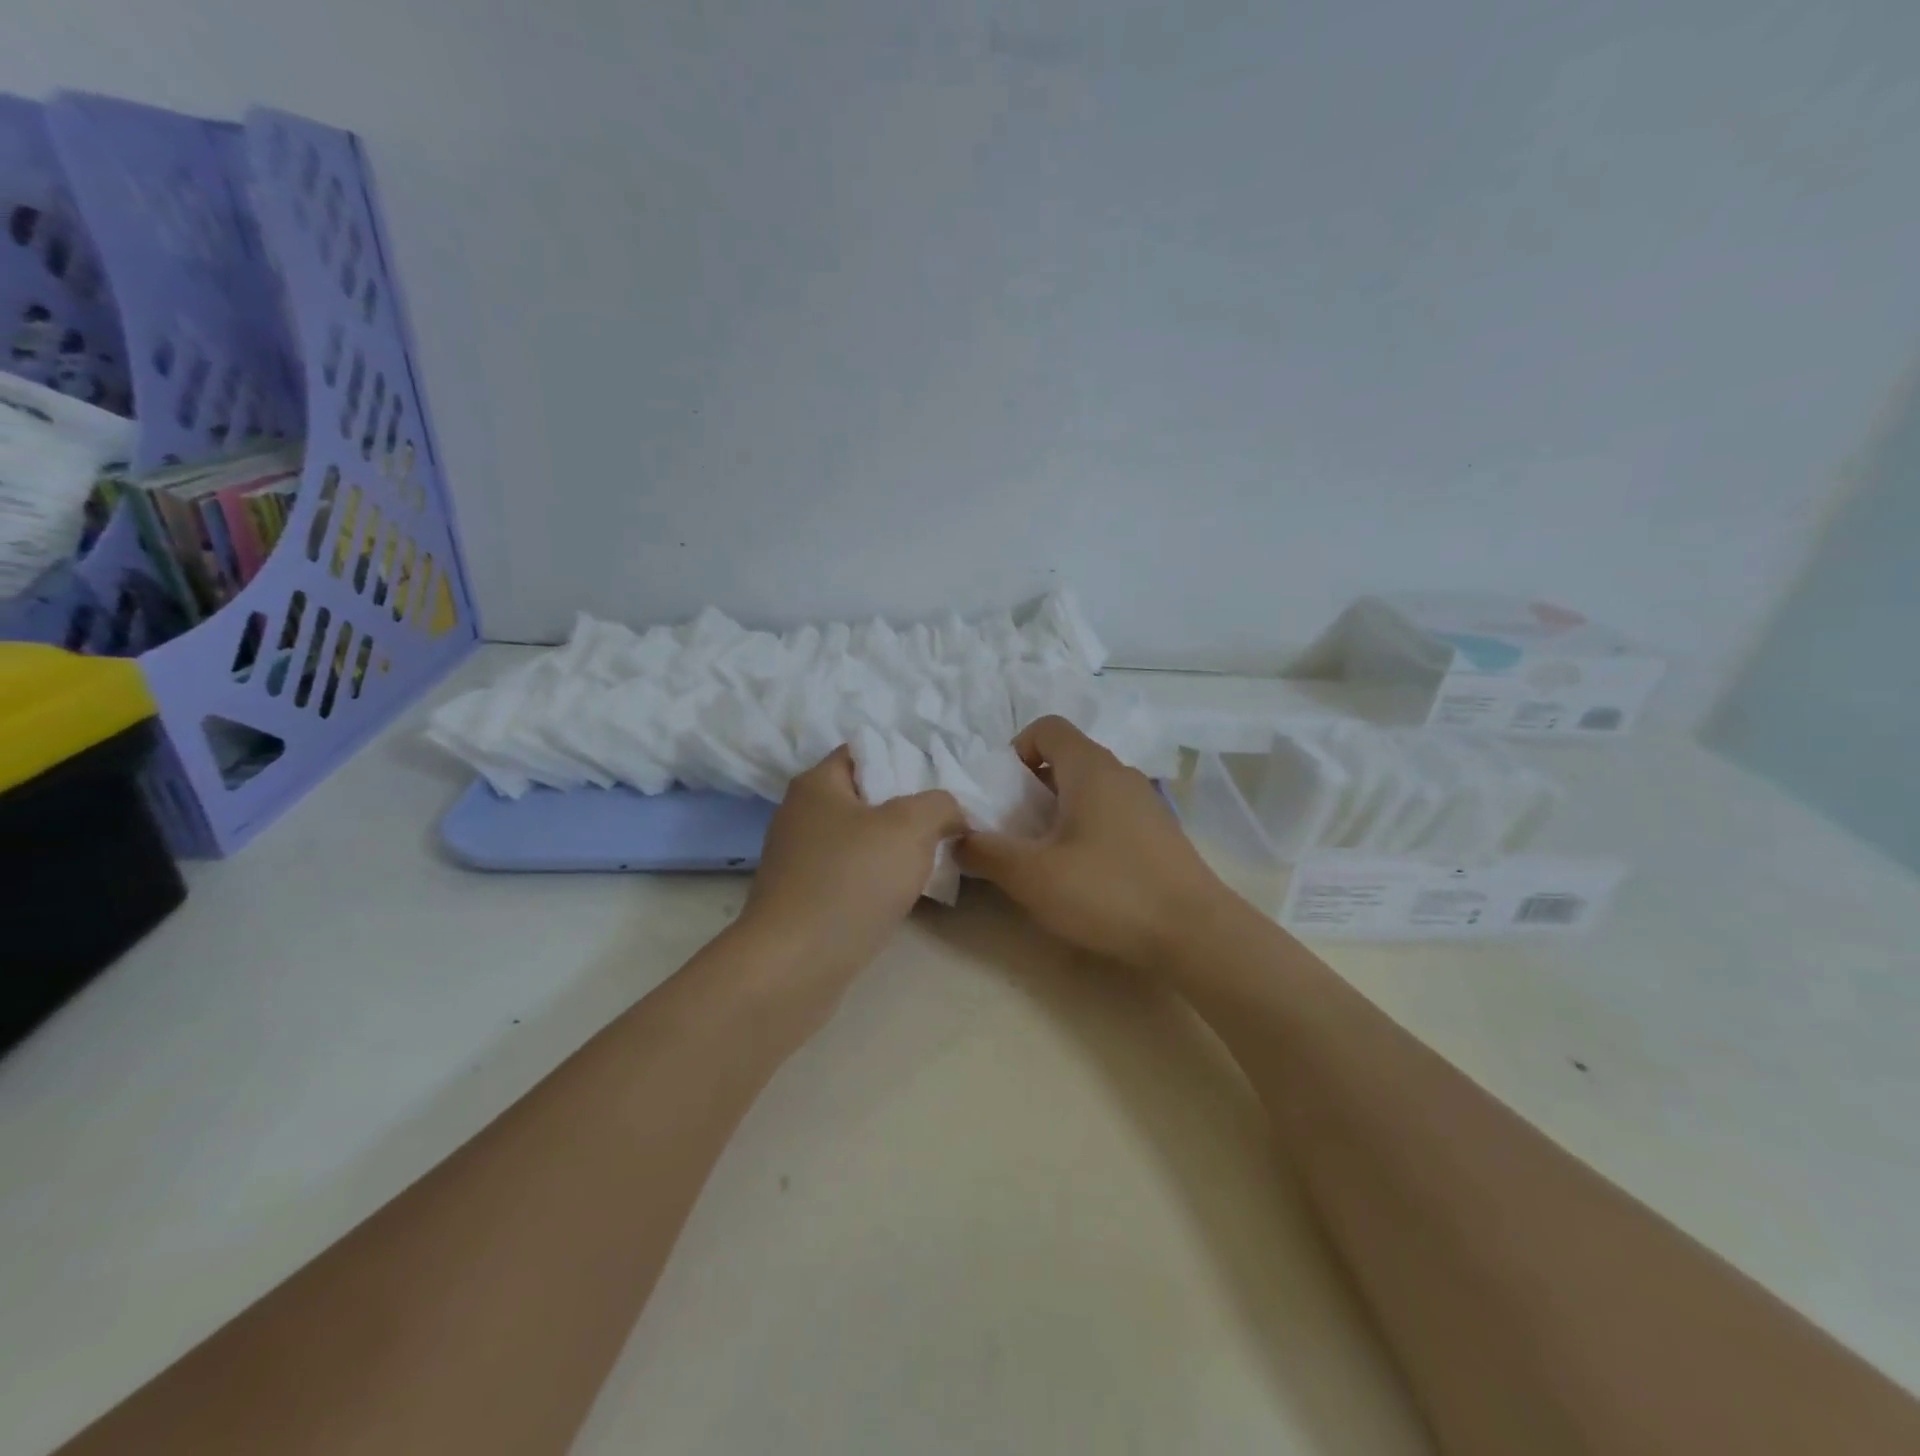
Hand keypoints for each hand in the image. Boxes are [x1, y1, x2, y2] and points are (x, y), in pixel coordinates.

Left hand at [738, 746, 965, 988]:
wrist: (795, 965)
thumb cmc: (851, 880)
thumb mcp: (910, 827)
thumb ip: (940, 805)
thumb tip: (950, 814)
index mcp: (817, 784)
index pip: (865, 751)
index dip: (906, 759)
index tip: (942, 783)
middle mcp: (801, 815)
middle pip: (866, 797)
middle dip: (908, 809)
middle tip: (947, 822)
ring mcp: (799, 860)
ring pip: (861, 840)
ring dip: (896, 849)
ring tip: (935, 858)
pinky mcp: (804, 899)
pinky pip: (851, 875)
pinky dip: (877, 880)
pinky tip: (904, 893)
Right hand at [957, 716, 1231, 971]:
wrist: (1196, 934)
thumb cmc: (1108, 892)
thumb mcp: (1032, 876)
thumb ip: (986, 852)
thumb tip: (956, 838)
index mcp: (1090, 768)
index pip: (1046, 727)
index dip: (1015, 750)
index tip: (1001, 794)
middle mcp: (1120, 773)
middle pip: (1066, 758)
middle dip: (1031, 787)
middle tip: (1014, 829)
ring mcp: (1146, 802)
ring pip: (1089, 788)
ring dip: (1059, 810)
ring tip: (1045, 854)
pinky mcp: (1160, 832)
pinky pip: (1111, 812)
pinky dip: (1087, 827)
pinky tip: (1085, 872)